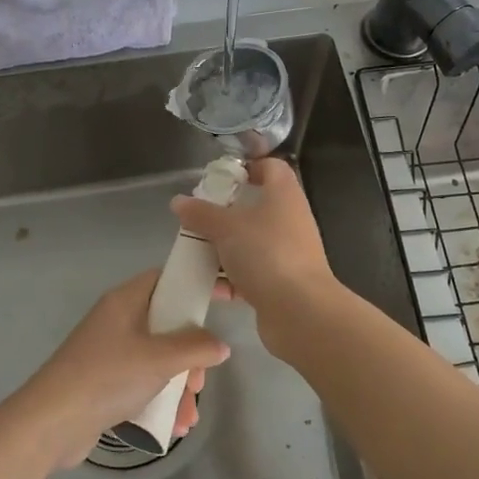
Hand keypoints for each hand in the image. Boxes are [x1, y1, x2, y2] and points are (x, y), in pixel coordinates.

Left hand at [15, 270, 230, 468]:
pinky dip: (161, 400)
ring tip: (188, 415)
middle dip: (192, 355)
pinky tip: (174, 426)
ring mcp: (111, 353)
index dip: (197, 284)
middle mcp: (118, 321)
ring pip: (159, 359)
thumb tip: (220, 346)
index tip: (227, 296)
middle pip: (169, 324)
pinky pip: (144, 383)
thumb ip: (195, 348)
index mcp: (126, 302)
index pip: (168, 279)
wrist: (50, 424)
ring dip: (179, 386)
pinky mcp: (106, 383)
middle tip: (199, 380)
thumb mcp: (159, 360)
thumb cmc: (107, 377)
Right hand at [171, 158, 338, 355]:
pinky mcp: (282, 282)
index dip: (246, 168)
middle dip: (224, 214)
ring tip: (195, 253)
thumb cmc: (265, 253)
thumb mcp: (226, 228)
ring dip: (224, 248)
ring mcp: (288, 252)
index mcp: (283, 195)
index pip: (270, 167)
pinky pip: (252, 273)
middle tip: (197, 219)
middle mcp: (290, 219)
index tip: (218, 178)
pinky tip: (208, 286)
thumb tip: (179, 201)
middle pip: (256, 207)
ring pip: (251, 242)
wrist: (300, 310)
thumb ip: (201, 213)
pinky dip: (231, 278)